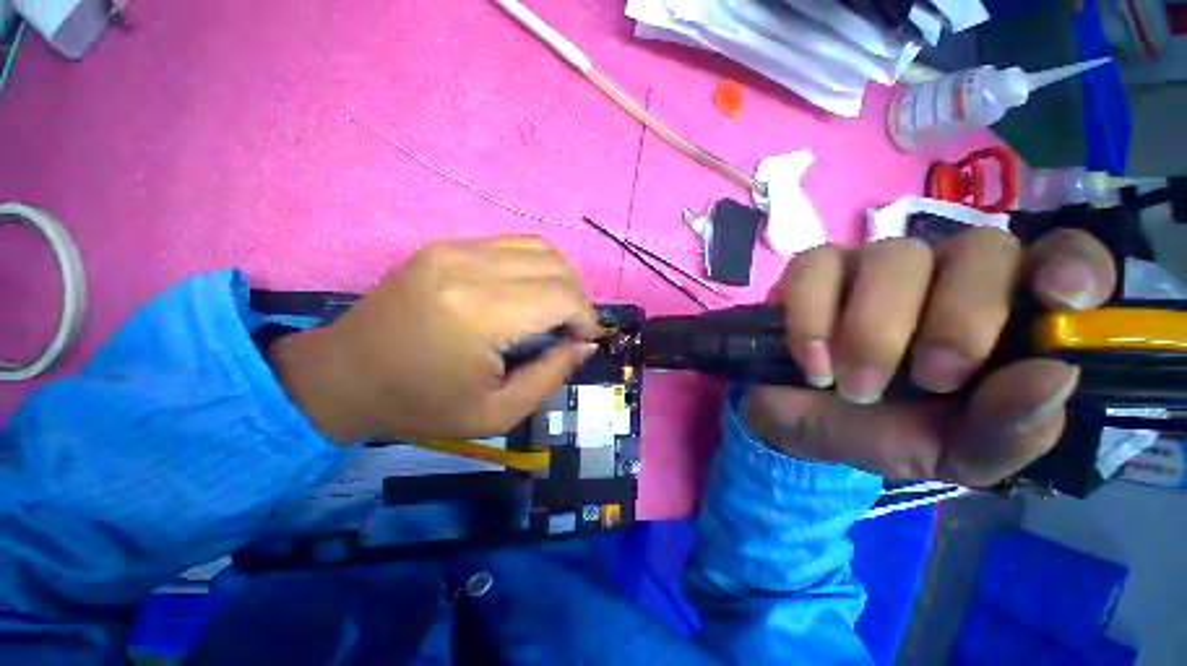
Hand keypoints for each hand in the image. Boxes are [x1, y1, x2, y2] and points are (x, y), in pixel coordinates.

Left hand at [270, 236, 599, 442]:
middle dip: (576, 298)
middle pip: (555, 265)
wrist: (346, 375)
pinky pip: (511, 244)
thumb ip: (551, 376)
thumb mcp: (497, 412)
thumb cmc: (422, 404)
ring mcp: (454, 249)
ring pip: (538, 247)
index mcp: (479, 314)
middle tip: (569, 328)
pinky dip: (534, 267)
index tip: (582, 341)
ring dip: (559, 278)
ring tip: (553, 310)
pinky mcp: (445, 245)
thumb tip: (586, 344)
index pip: (561, 296)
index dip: (585, 317)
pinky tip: (527, 293)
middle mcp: (469, 268)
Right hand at [743, 228, 1116, 485]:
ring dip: (873, 331)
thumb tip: (1056, 374)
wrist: (799, 425)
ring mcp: (872, 266)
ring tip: (853, 386)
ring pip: (893, 255)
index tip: (1062, 301)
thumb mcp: (954, 454)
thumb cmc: (881, 434)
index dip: (1074, 264)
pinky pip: (815, 269)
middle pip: (980, 248)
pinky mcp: (812, 271)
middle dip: (959, 318)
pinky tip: (812, 362)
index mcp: (1001, 317)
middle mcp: (944, 277)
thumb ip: (1008, 430)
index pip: (1062, 256)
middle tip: (930, 379)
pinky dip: (811, 319)